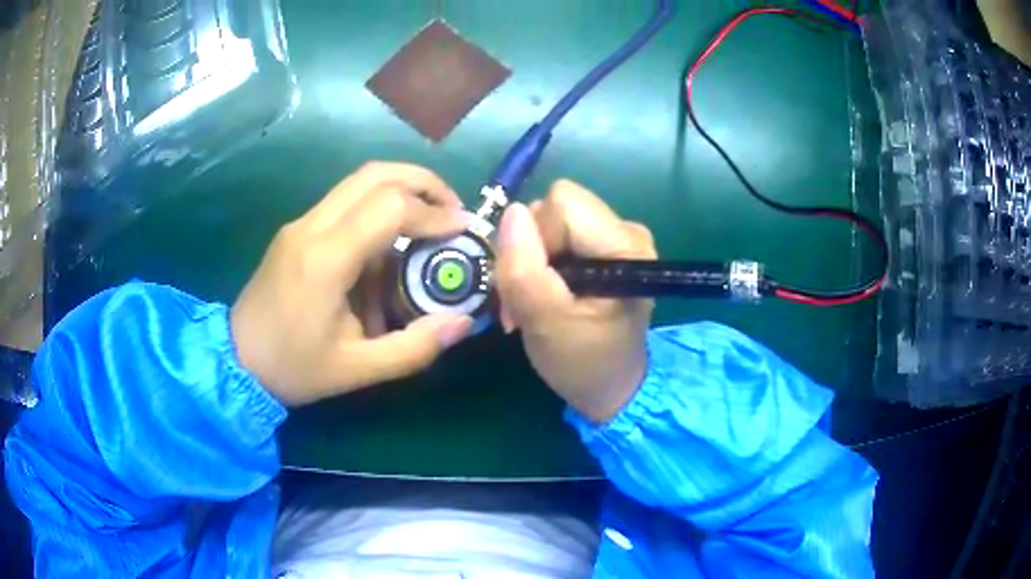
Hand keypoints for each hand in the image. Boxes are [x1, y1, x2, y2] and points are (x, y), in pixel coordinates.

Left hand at [230, 162, 473, 405]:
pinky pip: (345, 201)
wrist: (235, 359)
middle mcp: (312, 227)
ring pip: (359, 181)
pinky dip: (379, 207)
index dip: (434, 211)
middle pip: (376, 174)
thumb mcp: (357, 370)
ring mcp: (301, 223)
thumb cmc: (293, 368)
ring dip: (402, 189)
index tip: (462, 229)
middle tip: (452, 210)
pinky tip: (390, 243)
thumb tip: (463, 322)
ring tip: (429, 219)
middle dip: (423, 182)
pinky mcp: (297, 229)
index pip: (390, 207)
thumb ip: (414, 348)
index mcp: (325, 260)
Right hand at [495, 180, 656, 422]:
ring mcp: (617, 237)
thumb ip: (524, 269)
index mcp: (626, 246)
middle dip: (529, 248)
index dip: (535, 238)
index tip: (531, 283)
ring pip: (551, 220)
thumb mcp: (545, 323)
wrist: (610, 387)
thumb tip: (511, 212)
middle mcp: (627, 231)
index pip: (561, 204)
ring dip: (531, 259)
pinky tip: (544, 294)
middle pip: (555, 207)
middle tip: (525, 297)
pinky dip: (541, 263)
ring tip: (533, 301)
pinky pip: (558, 234)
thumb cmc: (583, 362)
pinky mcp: (605, 247)